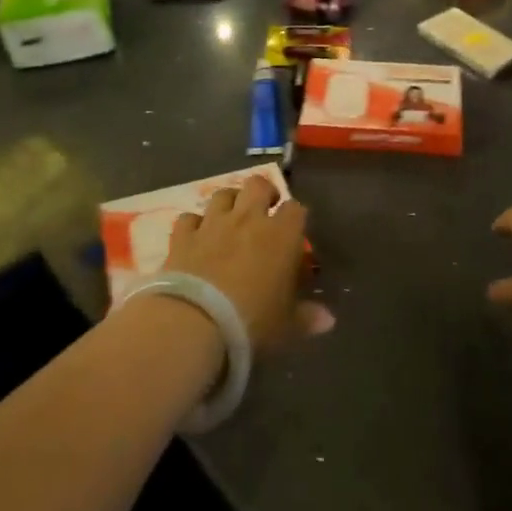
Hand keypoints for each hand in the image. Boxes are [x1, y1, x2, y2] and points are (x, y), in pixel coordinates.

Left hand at [166, 174, 329, 351]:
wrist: (194, 322)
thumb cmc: (252, 321)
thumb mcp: (286, 325)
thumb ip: (307, 317)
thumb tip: (328, 320)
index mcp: (281, 235)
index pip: (296, 209)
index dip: (296, 217)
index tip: (295, 231)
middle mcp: (248, 219)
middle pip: (258, 184)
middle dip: (263, 193)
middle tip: (265, 211)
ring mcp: (213, 224)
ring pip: (223, 194)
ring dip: (229, 202)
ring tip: (231, 219)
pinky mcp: (183, 236)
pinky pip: (189, 218)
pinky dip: (194, 224)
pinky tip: (196, 238)